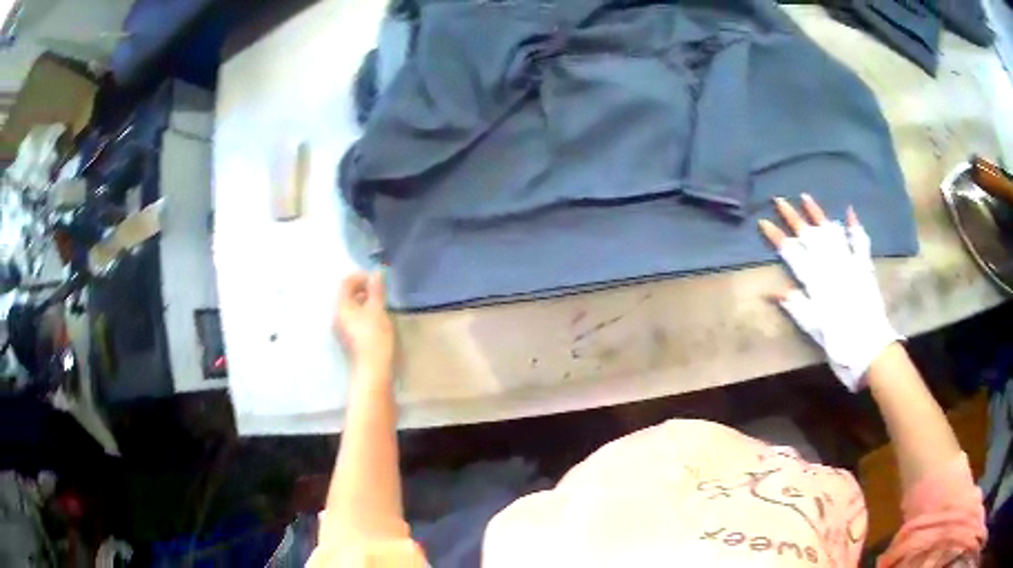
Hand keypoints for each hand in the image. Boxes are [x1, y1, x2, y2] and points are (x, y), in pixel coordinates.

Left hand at [334, 271, 394, 376]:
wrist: (372, 368)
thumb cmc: (374, 336)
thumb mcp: (378, 309)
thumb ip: (376, 290)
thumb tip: (376, 272)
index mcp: (341, 306)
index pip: (346, 282)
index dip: (361, 276)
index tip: (377, 279)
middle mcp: (337, 316)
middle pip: (346, 295)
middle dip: (363, 289)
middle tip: (380, 291)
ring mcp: (341, 329)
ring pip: (350, 308)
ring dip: (364, 301)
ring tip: (381, 304)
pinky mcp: (348, 339)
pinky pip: (353, 319)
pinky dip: (363, 313)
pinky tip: (376, 319)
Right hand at [758, 194, 900, 390]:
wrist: (871, 349)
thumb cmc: (839, 343)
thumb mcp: (814, 329)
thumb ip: (796, 306)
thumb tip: (771, 291)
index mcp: (816, 282)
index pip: (793, 254)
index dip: (777, 238)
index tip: (763, 222)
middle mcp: (831, 267)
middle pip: (809, 238)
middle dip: (793, 218)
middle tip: (779, 199)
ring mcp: (849, 264)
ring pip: (831, 233)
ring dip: (818, 214)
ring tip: (806, 197)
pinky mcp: (864, 267)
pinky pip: (860, 243)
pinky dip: (855, 227)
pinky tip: (849, 212)